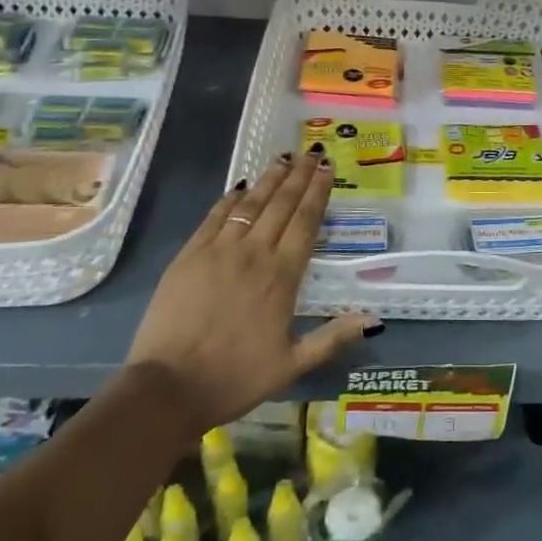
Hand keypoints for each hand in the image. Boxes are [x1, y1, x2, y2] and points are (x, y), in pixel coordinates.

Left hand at [127, 150, 378, 434]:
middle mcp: (254, 253)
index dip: (318, 193)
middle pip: (281, 205)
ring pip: (250, 204)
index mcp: (282, 277)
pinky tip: (240, 187)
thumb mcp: (292, 364)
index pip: (305, 222)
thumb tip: (373, 319)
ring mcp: (218, 251)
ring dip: (269, 179)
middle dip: (298, 176)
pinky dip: (230, 199)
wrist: (168, 387)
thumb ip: (333, 337)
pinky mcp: (189, 255)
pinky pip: (214, 217)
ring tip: (283, 158)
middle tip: (312, 153)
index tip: (327, 169)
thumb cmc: (235, 378)